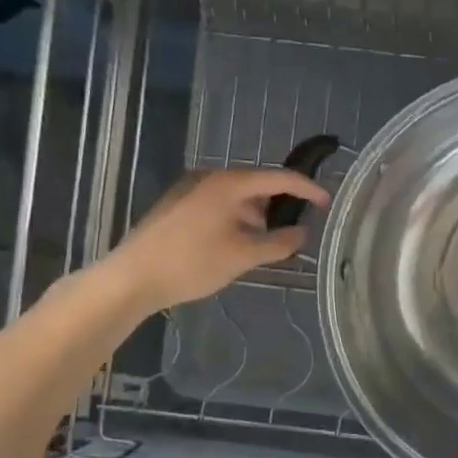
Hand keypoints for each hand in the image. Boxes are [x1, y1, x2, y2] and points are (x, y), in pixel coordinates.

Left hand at [105, 168, 328, 311]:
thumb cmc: (191, 263)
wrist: (130, 278)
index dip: (306, 189)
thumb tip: (302, 234)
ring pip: (236, 196)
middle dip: (279, 204)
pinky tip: (239, 242)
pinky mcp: (176, 205)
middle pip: (256, 184)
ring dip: (256, 214)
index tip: (326, 202)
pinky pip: (218, 204)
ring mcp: (189, 190)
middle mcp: (209, 178)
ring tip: (269, 241)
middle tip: (298, 225)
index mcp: (228, 184)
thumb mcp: (242, 256)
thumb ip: (278, 244)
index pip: (278, 178)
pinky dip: (236, 217)